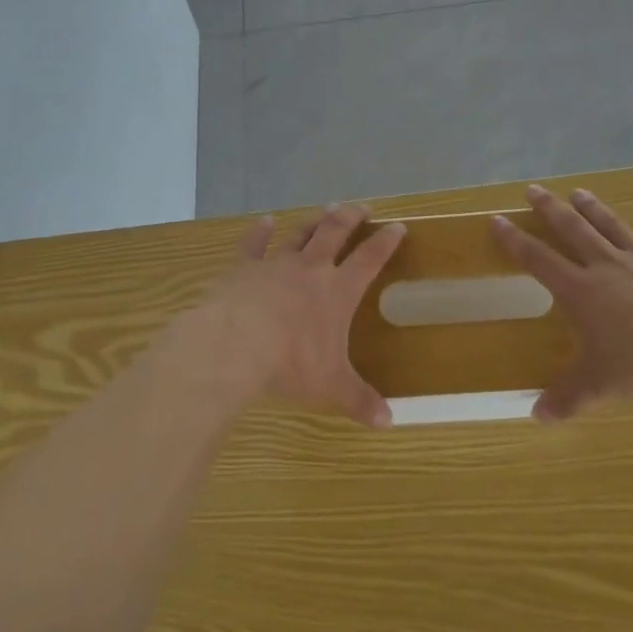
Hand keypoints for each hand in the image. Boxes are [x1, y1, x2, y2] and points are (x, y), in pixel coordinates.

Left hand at [169, 204, 405, 428]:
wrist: (235, 344)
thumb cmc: (290, 363)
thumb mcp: (330, 385)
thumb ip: (358, 400)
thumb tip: (389, 423)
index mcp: (338, 291)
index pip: (370, 259)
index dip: (386, 242)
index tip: (397, 227)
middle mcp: (310, 269)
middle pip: (335, 233)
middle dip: (350, 219)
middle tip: (361, 208)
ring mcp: (275, 264)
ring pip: (300, 234)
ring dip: (314, 221)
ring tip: (325, 210)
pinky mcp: (243, 267)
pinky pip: (254, 244)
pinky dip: (260, 231)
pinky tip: (264, 221)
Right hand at [490, 184, 632, 421]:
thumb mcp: (600, 386)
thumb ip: (567, 398)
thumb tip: (537, 417)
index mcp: (582, 291)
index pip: (538, 259)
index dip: (515, 240)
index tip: (497, 219)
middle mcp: (608, 267)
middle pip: (573, 230)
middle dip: (550, 209)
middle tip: (533, 188)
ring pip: (613, 227)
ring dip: (593, 209)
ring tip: (578, 192)